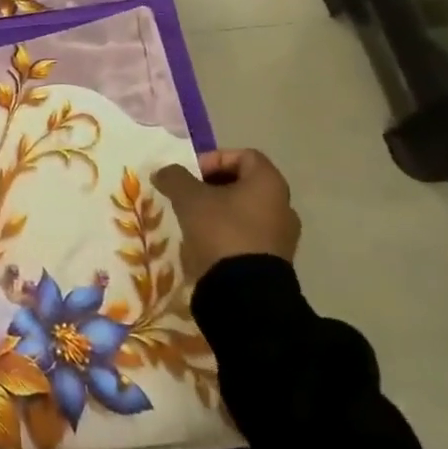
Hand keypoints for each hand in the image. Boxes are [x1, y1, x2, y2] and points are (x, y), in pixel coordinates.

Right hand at [153, 148, 300, 283]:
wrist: (245, 293)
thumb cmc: (221, 232)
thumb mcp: (189, 198)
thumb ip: (175, 177)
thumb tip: (164, 172)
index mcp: (269, 183)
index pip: (244, 155)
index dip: (214, 159)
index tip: (192, 176)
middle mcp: (283, 205)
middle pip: (244, 183)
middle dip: (213, 186)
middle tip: (189, 196)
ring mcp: (282, 235)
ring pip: (246, 211)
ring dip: (220, 211)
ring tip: (194, 221)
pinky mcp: (276, 261)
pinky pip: (249, 235)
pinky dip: (229, 233)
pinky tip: (207, 244)